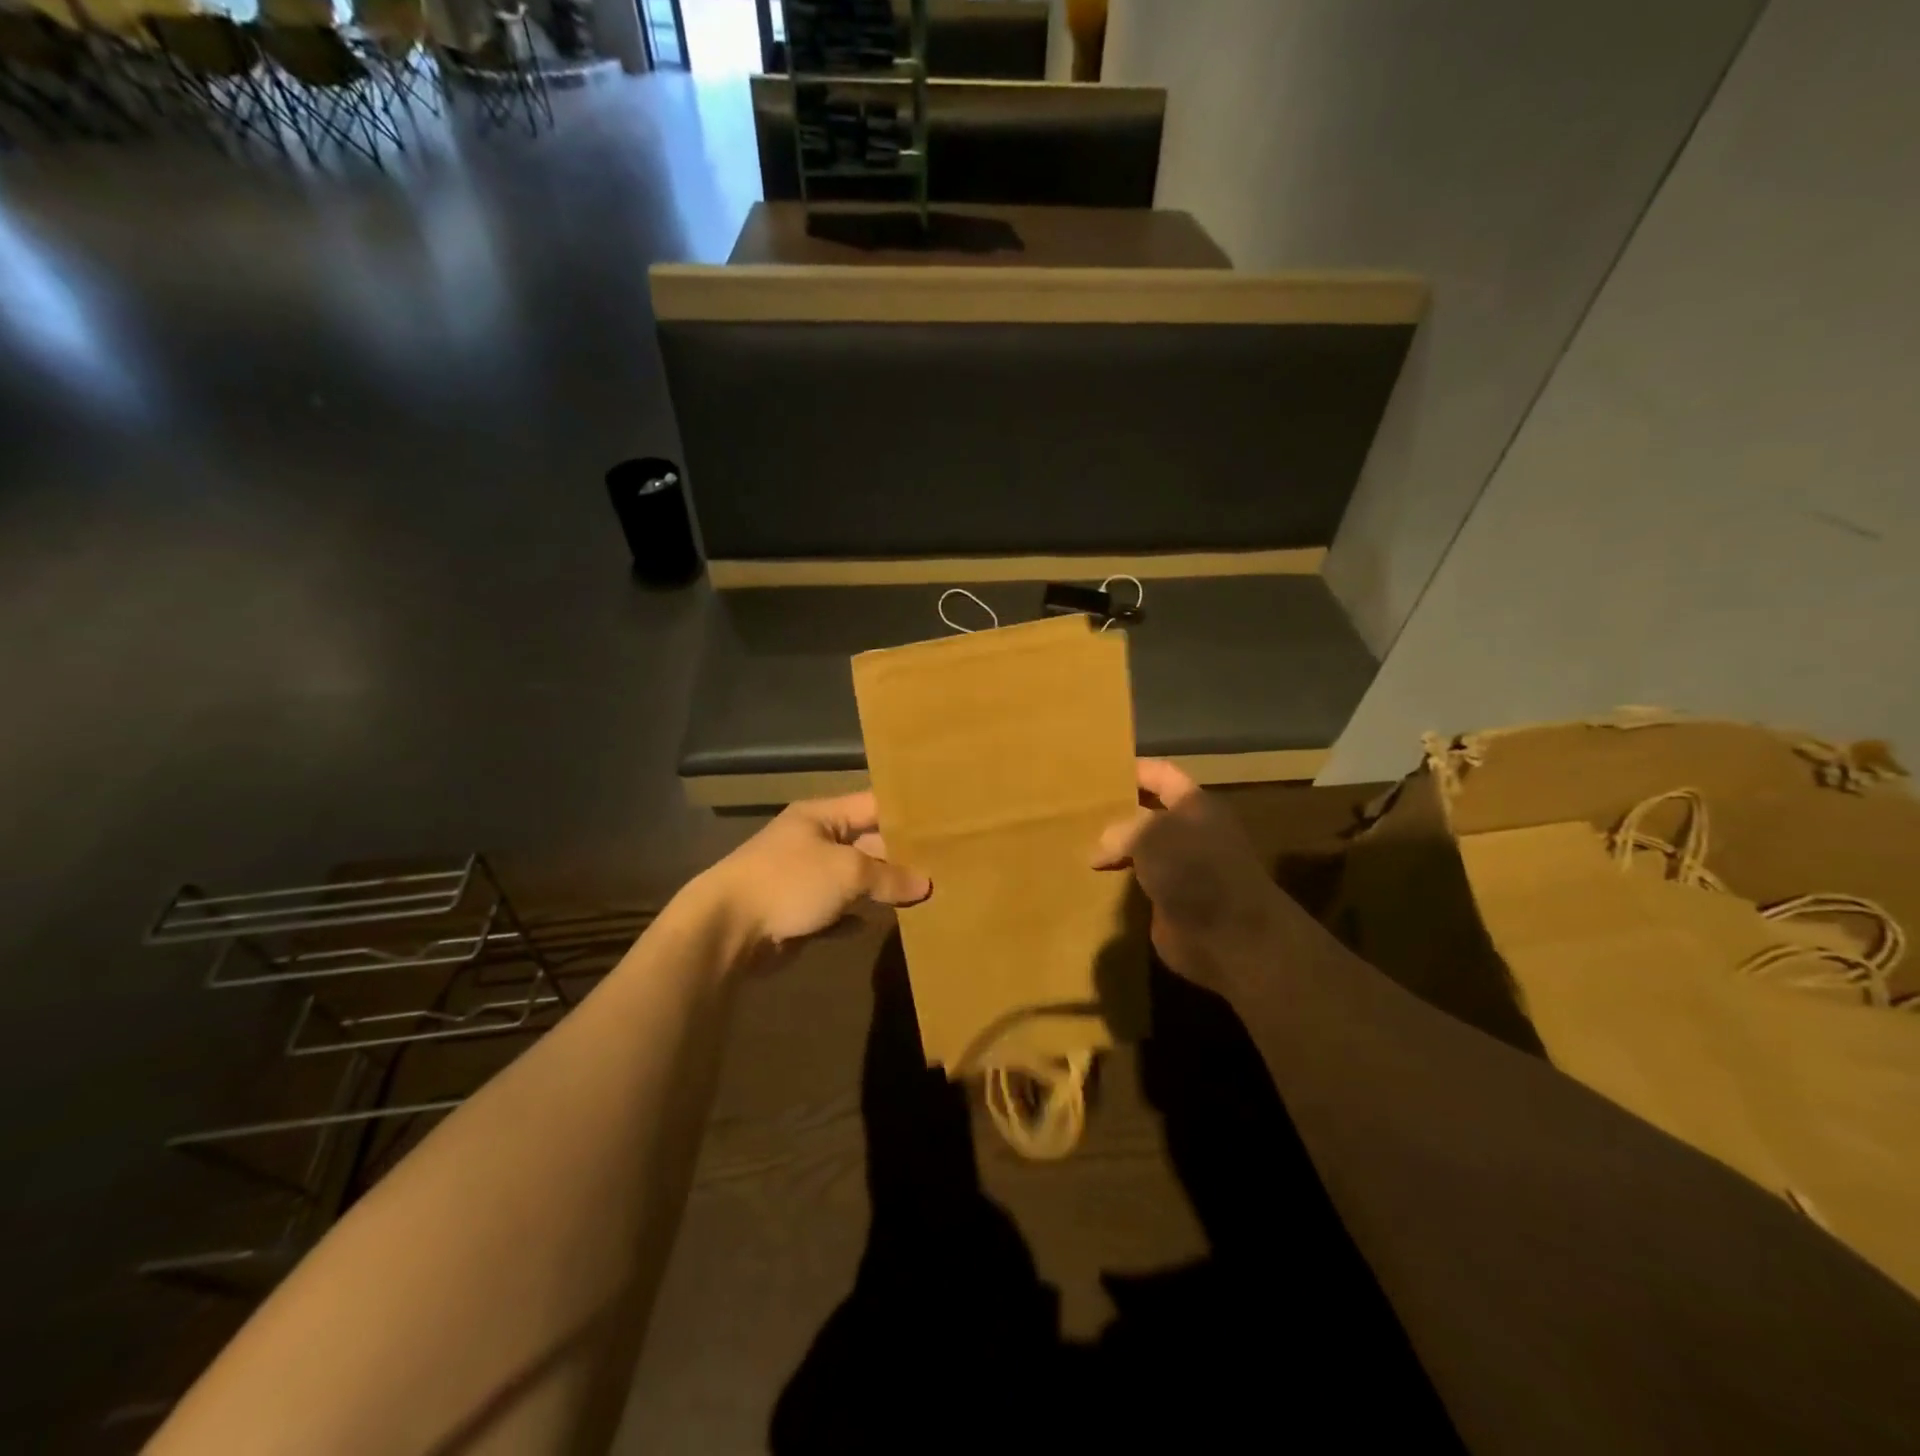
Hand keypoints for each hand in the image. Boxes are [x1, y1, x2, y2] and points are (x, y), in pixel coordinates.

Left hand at [699, 792, 930, 956]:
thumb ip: (889, 876)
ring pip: (852, 880)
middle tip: (942, 866)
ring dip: (880, 889)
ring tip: (922, 896)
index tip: (941, 824)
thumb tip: (926, 884)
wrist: (727, 929)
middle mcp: (813, 841)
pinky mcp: (798, 914)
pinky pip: (836, 912)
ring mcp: (803, 879)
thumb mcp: (848, 871)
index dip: (905, 813)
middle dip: (898, 856)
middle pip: (865, 843)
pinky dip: (856, 917)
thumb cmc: (790, 881)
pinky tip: (880, 923)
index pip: (872, 805)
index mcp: (821, 816)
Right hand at [1092, 759, 1293, 988]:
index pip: (1161, 774)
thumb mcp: (1150, 835)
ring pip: (1140, 850)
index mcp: (1194, 805)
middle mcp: (1190, 832)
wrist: (1230, 936)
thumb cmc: (1194, 869)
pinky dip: (1116, 882)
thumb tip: (1099, 850)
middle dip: (1116, 812)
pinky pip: (1138, 884)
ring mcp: (1181, 868)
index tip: (1097, 772)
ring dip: (1113, 851)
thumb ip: (1120, 831)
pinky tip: (1087, 881)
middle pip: (1147, 813)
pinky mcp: (1171, 901)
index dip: (1133, 770)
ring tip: (1073, 845)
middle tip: (1075, 811)